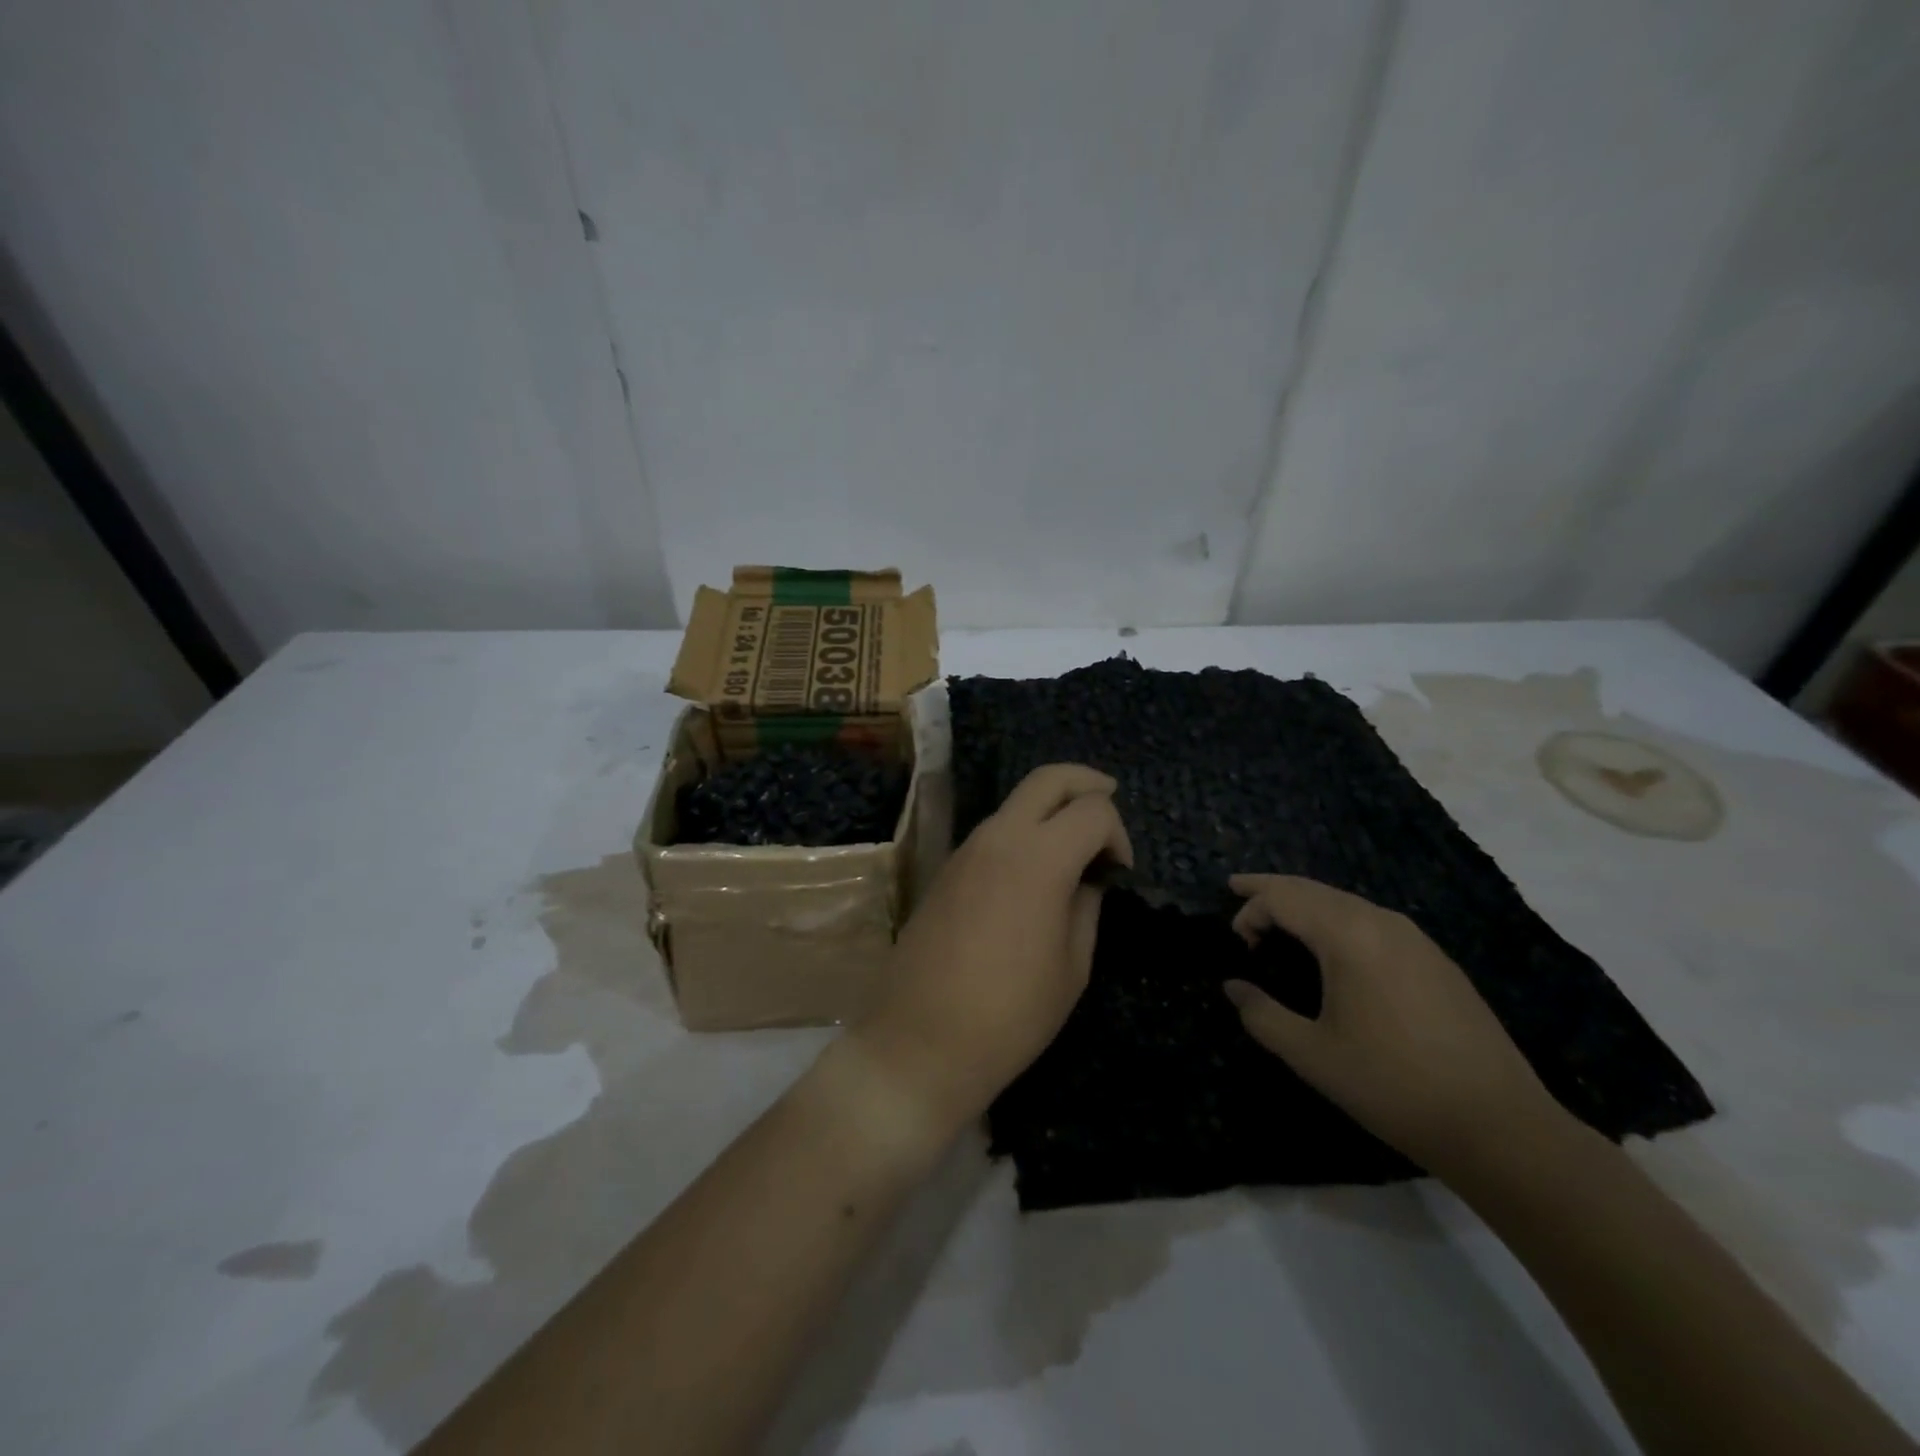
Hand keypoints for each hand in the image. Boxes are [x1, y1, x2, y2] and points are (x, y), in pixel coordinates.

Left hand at [851, 764, 1131, 1135]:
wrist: (921, 1040)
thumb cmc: (1011, 1014)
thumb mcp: (1072, 967)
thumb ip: (1087, 907)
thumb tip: (1089, 878)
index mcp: (1039, 858)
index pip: (1092, 810)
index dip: (1118, 833)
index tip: (1120, 872)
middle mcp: (999, 837)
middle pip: (1048, 778)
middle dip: (1085, 781)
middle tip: (1110, 797)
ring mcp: (966, 849)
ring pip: (1017, 801)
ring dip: (1051, 807)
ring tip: (1076, 841)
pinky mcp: (946, 868)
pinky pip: (994, 830)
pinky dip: (1023, 830)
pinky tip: (1036, 867)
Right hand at [1223, 874, 1569, 1177]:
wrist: (1499, 1126)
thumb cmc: (1392, 1085)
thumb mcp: (1312, 1055)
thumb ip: (1262, 1015)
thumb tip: (1234, 987)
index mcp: (1348, 935)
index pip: (1284, 898)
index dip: (1251, 910)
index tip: (1236, 942)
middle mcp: (1381, 922)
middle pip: (1313, 888)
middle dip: (1272, 888)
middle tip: (1238, 888)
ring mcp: (1415, 939)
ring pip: (1345, 902)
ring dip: (1306, 903)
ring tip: (1279, 917)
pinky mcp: (1436, 960)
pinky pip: (1372, 921)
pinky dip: (1337, 918)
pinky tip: (1333, 945)